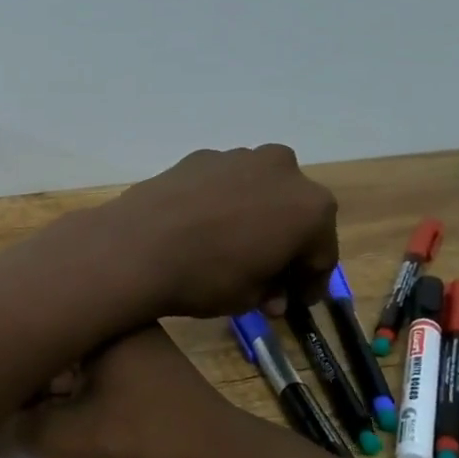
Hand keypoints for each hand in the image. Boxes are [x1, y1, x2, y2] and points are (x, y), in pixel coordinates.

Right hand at [7, 325, 262, 457]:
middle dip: (17, 383)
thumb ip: (9, 433)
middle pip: (49, 350)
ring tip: (1, 421)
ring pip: (67, 373)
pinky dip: (64, 409)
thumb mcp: (65, 439)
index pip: (34, 327)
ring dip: (40, 400)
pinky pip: (88, 392)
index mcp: (103, 322)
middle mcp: (117, 330)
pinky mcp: (139, 391)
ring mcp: (131, 360)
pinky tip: (39, 430)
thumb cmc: (144, 443)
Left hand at [95, 146, 339, 319]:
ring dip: (255, 218)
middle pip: (294, 214)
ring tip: (232, 249)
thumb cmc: (206, 277)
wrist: (136, 246)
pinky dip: (223, 203)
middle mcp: (283, 170)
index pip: (322, 253)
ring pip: (260, 192)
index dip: (309, 282)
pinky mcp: (201, 156)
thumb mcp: (250, 297)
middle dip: (285, 245)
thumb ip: (271, 289)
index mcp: (311, 208)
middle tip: (266, 276)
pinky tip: (202, 227)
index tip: (294, 301)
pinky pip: (225, 184)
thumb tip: (272, 291)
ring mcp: (239, 157)